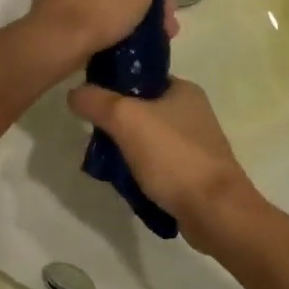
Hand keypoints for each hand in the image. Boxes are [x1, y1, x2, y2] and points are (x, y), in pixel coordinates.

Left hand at [25, 0, 179, 69]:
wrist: (59, 40)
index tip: (168, 11)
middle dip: (149, 4)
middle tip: (164, 30)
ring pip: (112, 2)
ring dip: (134, 19)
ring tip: (147, 41)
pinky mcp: (58, 17)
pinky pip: (95, 20)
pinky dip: (112, 30)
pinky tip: (123, 45)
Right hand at [66, 79, 263, 253]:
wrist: (214, 211)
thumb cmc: (173, 157)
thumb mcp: (126, 118)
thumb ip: (96, 101)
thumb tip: (74, 93)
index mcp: (184, 90)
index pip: (140, 77)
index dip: (112, 86)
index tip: (90, 103)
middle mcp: (193, 113)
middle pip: (141, 110)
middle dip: (115, 124)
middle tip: (94, 138)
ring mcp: (194, 145)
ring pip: (147, 140)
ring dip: (125, 151)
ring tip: (105, 164)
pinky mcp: (192, 174)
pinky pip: (157, 166)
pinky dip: (139, 172)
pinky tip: (125, 183)